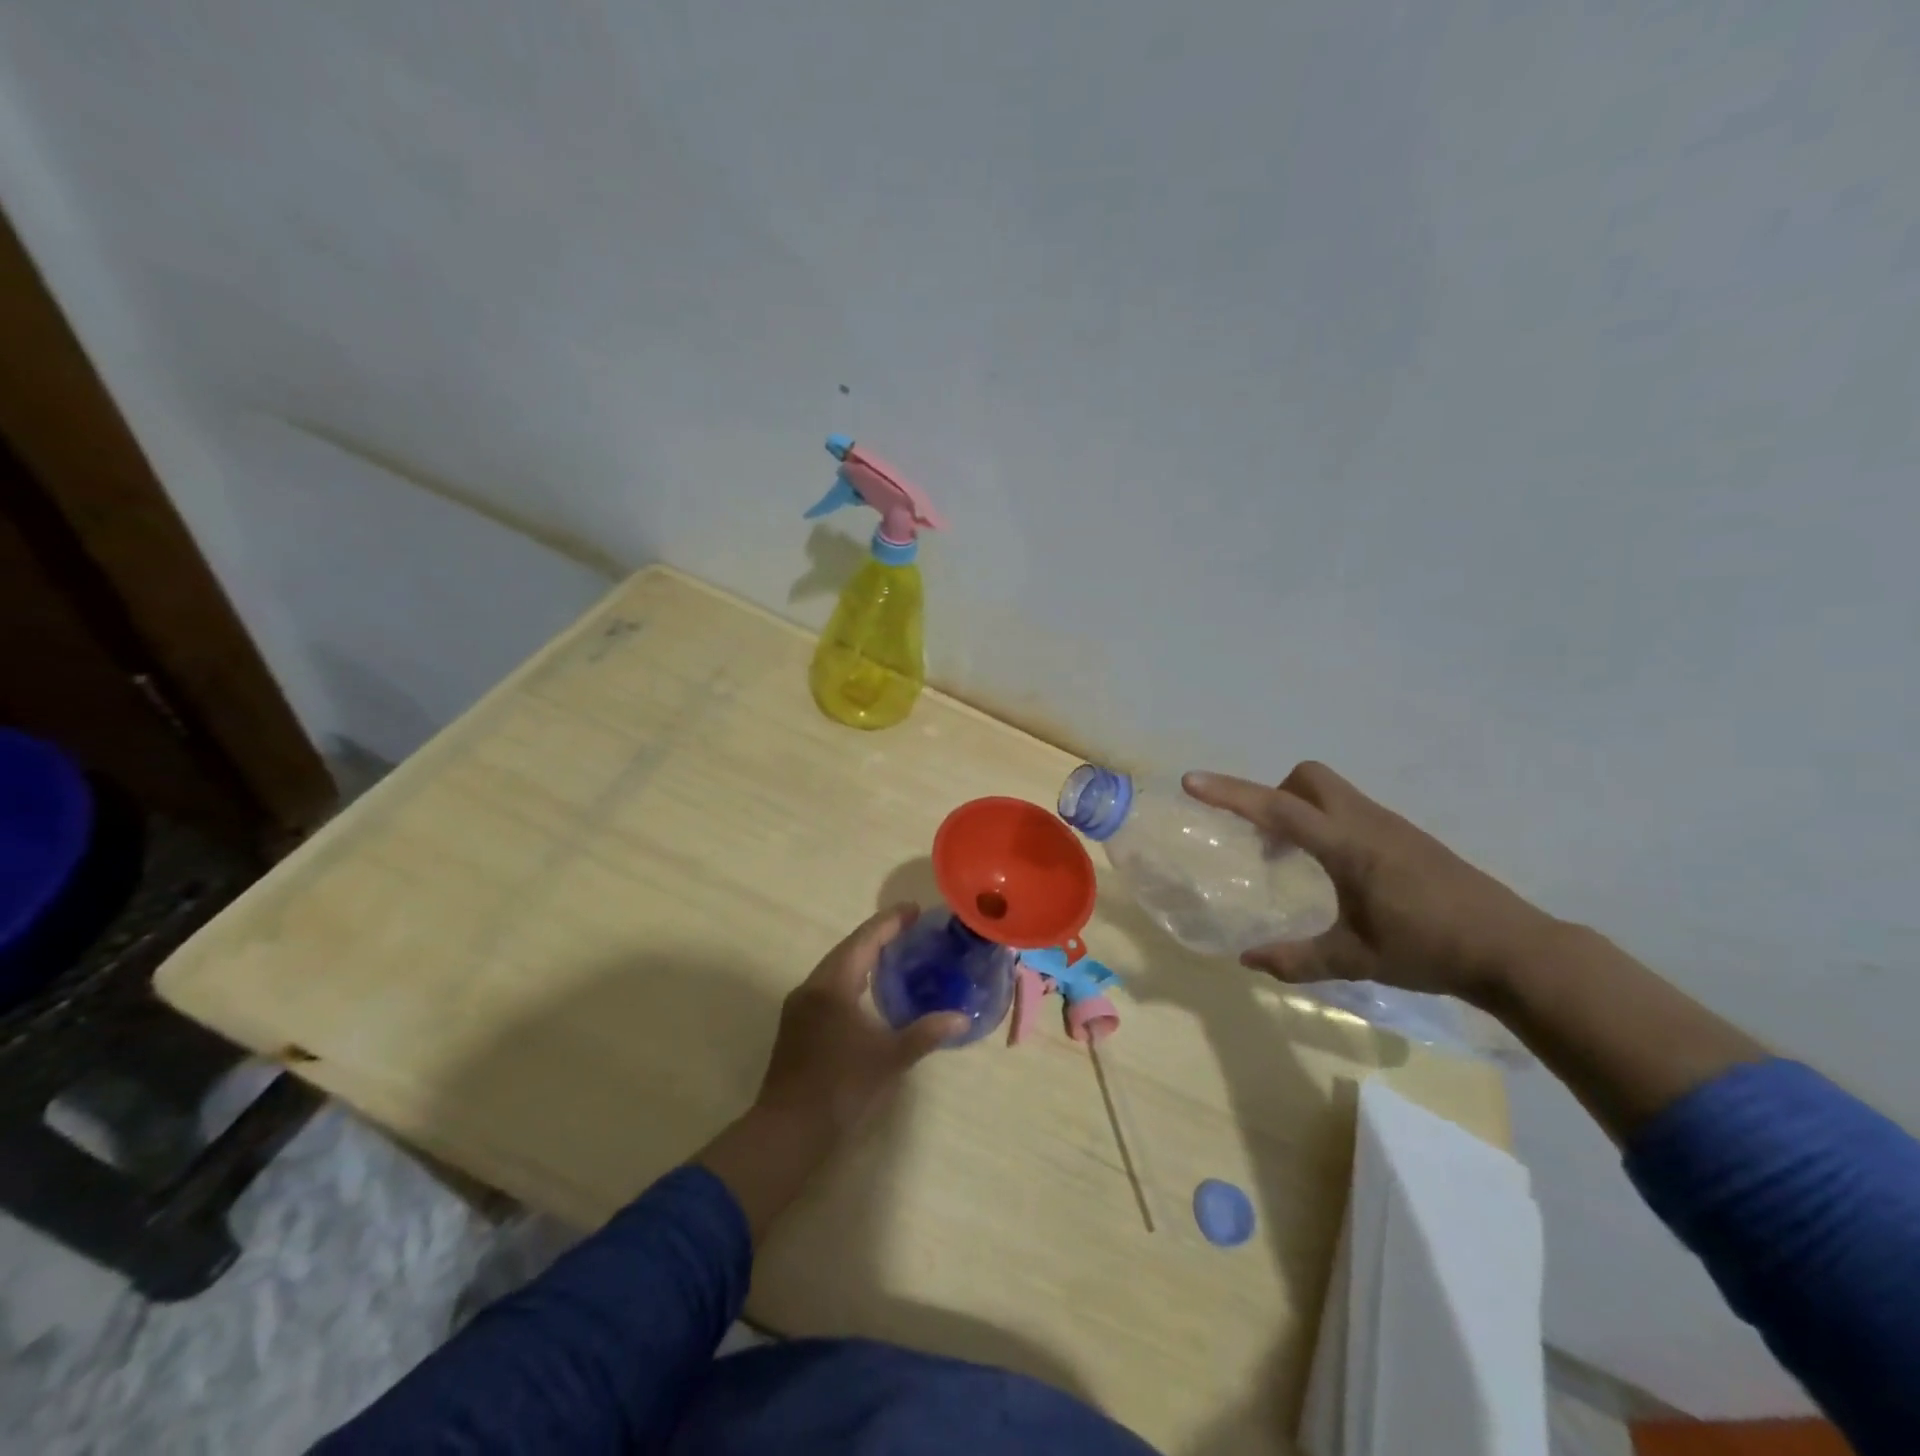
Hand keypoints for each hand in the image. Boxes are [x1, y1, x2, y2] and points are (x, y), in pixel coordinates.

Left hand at [754, 904, 967, 1137]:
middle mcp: (812, 986)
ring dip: (863, 957)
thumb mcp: (889, 1058)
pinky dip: (852, 978)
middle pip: (848, 948)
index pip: (865, 939)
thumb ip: (926, 1033)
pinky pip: (829, 986)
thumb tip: (962, 1018)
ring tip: (895, 953)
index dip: (890, 921)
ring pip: (836, 968)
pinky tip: (868, 991)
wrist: (787, 1131)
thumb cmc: (840, 1087)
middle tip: (910, 928)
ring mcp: (800, 1006)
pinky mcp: (797, 1025)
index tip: (915, 909)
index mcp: (833, 984)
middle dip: (878, 935)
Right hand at [1184, 762, 1559, 1006]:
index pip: (1277, 808)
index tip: (1192, 781)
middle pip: (1307, 777)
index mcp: (1347, 845)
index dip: (1230, 793)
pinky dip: (1325, 823)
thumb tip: (1247, 961)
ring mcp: (1390, 825)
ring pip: (1331, 791)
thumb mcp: (1356, 959)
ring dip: (1299, 809)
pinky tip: (1334, 871)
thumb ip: (1297, 959)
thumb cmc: (1430, 949)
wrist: (1513, 949)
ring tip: (1291, 860)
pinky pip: (1350, 810)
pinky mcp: (1406, 836)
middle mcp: (1365, 822)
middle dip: (1273, 792)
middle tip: (1262, 837)